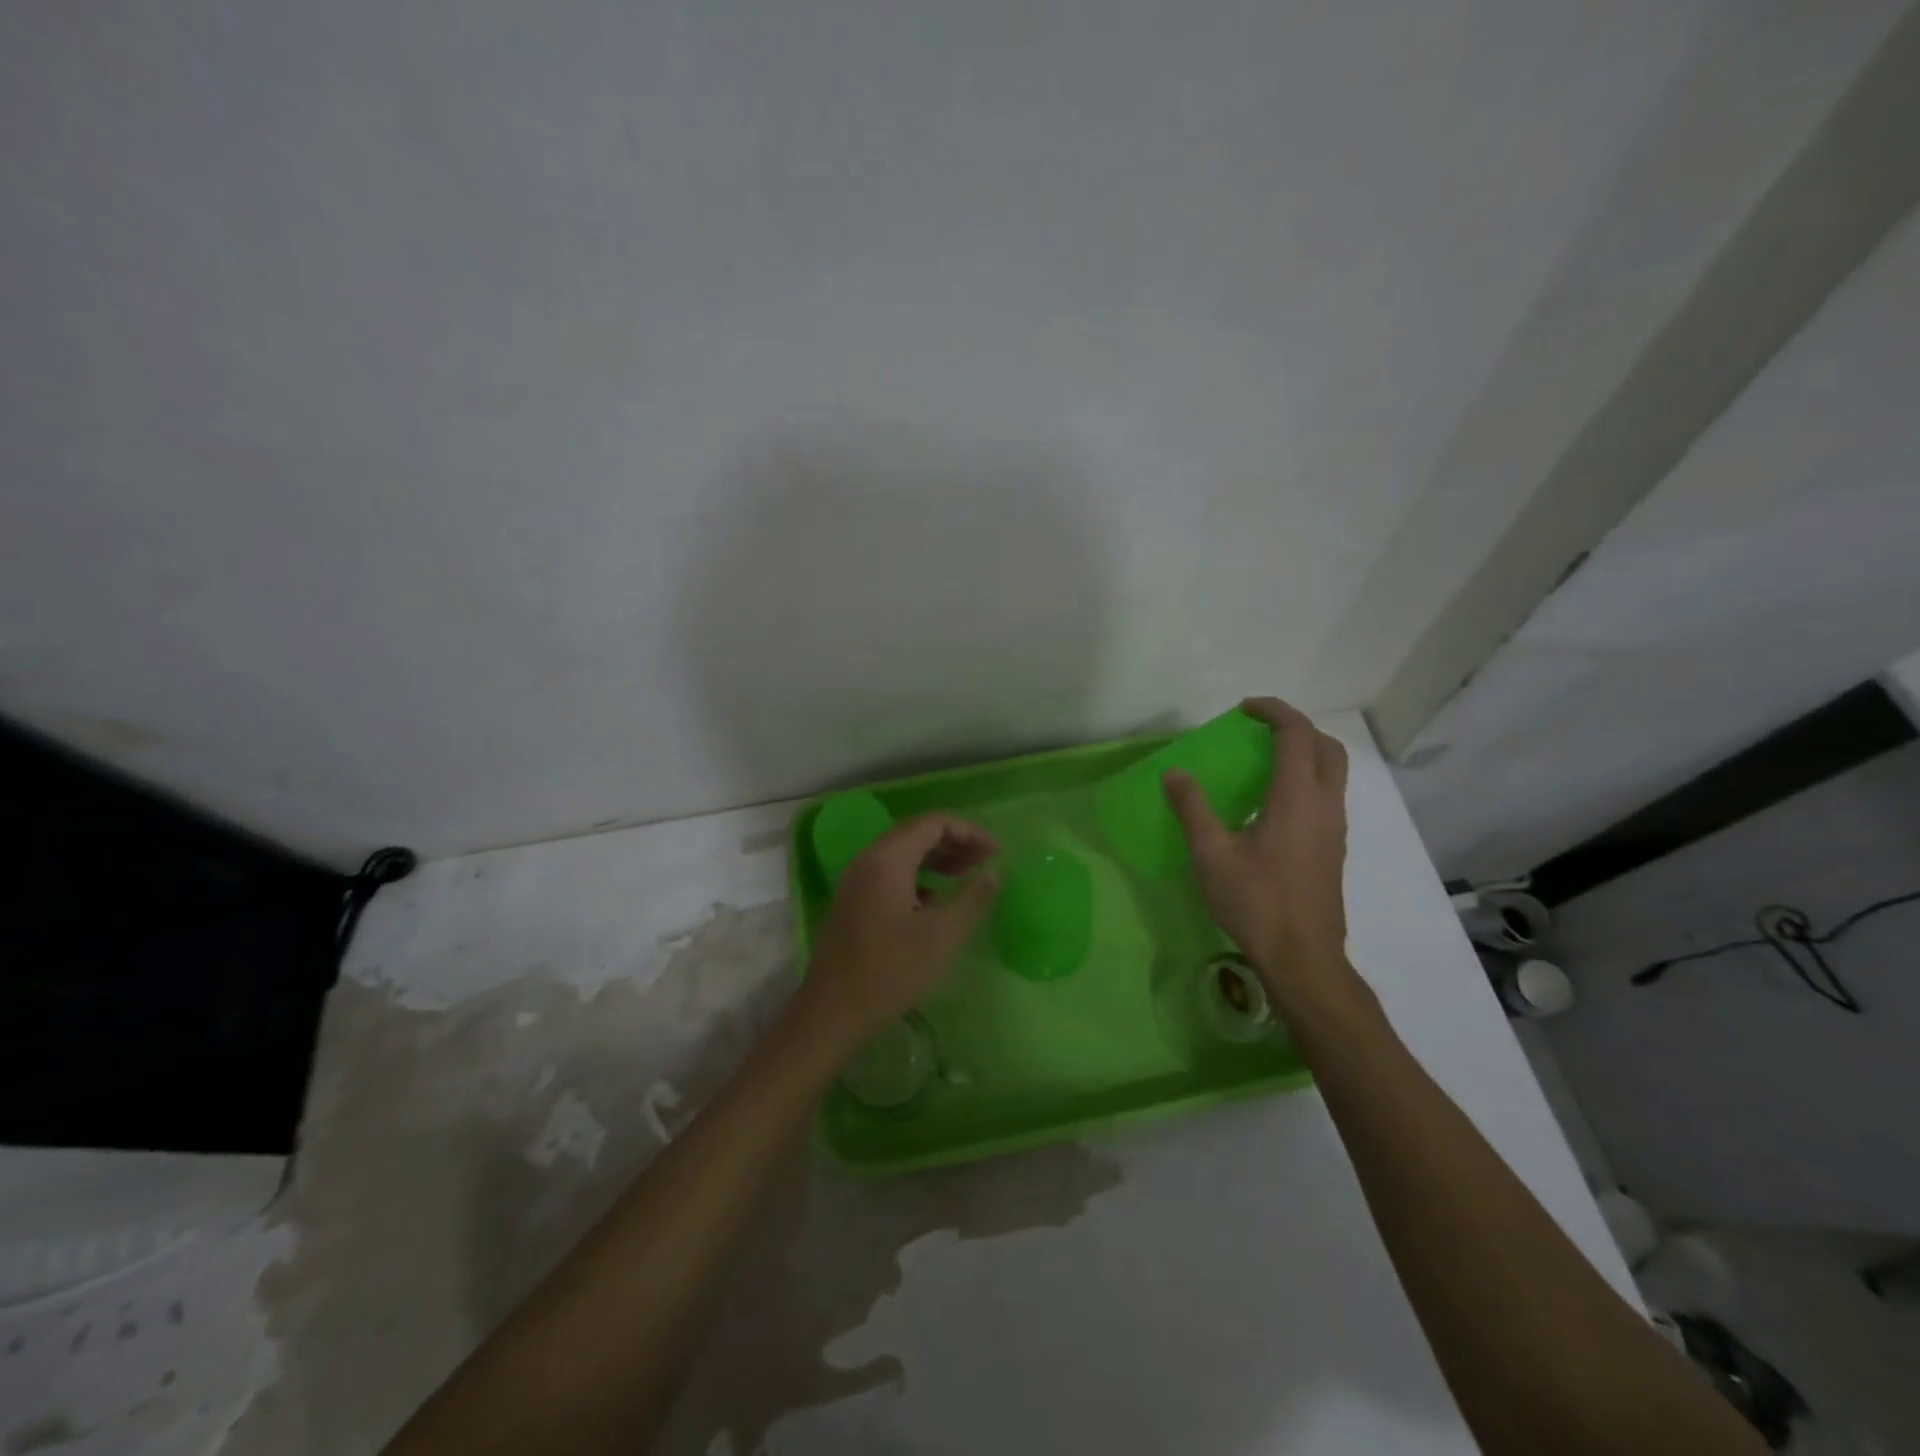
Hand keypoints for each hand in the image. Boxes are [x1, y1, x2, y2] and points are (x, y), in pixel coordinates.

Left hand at [800, 814, 999, 1044]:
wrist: (832, 1011)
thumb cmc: (891, 971)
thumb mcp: (942, 935)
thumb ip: (973, 898)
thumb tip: (995, 873)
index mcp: (888, 859)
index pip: (933, 823)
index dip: (969, 832)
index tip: (996, 853)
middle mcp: (868, 860)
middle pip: (916, 833)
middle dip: (955, 842)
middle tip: (986, 862)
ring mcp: (856, 880)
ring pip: (903, 853)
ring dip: (937, 859)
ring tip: (967, 876)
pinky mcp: (853, 900)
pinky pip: (890, 873)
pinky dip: (919, 876)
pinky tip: (937, 901)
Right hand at [1163, 697, 1353, 1007]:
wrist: (1303, 957)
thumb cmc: (1256, 902)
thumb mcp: (1211, 854)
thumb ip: (1192, 808)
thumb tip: (1174, 773)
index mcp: (1297, 797)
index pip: (1297, 734)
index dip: (1273, 711)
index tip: (1244, 710)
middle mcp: (1325, 804)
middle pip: (1326, 746)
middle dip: (1296, 728)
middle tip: (1259, 731)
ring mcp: (1335, 828)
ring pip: (1333, 772)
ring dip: (1305, 753)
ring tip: (1263, 763)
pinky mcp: (1334, 848)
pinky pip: (1328, 796)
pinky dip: (1306, 780)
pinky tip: (1272, 806)